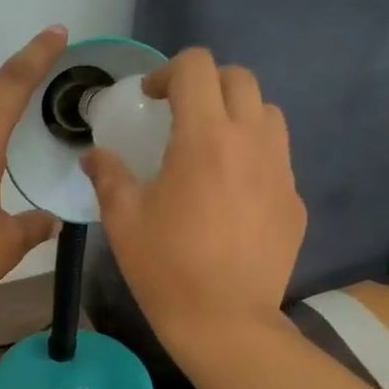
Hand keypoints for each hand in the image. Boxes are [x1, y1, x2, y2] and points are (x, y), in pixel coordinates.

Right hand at [82, 48, 304, 355]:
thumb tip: (94, 156)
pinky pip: (277, 159)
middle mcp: (251, 141)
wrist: (225, 321)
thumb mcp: (123, 220)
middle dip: (206, 84)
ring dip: (237, 115)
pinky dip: (253, 157)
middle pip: (239, 78)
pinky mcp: (294, 200)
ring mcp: (280, 170)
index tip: (151, 99)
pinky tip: (232, 195)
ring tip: (212, 148)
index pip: (196, 67)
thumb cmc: (166, 268)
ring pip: (267, 113)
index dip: (168, 72)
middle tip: (181, 115)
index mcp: (204, 138)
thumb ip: (108, 176)